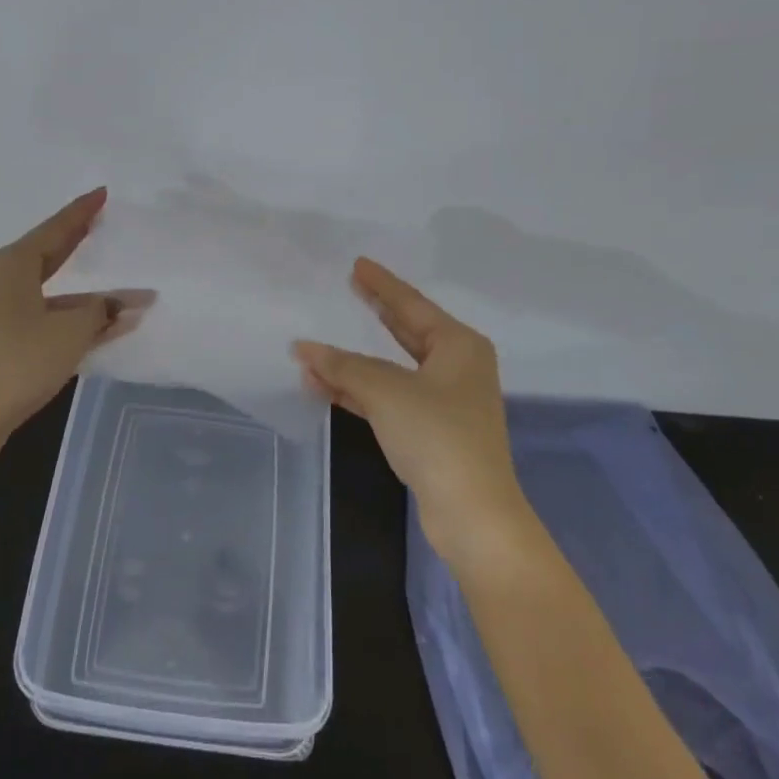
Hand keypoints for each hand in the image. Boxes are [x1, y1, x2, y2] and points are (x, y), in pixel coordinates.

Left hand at [0, 188, 147, 467]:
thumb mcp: (69, 332)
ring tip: (123, 290)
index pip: (56, 228)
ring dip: (86, 295)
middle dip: (78, 240)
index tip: (102, 193)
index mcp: (13, 265)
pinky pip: (45, 317)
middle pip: (50, 253)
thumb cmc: (16, 361)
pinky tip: (101, 326)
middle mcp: (2, 281)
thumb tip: (125, 303)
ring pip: (51, 292)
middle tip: (102, 222)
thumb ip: (102, 311)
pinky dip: (72, 318)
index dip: (82, 211)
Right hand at [293, 258, 527, 564]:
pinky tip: (325, 386)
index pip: (411, 304)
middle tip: (350, 288)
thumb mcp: (387, 392)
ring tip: (317, 347)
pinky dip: (360, 392)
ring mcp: (445, 400)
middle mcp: (456, 366)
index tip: (358, 264)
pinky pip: (389, 397)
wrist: (473, 514)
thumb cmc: (437, 436)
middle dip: (375, 314)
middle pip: (406, 331)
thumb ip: (344, 367)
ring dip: (355, 363)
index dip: (382, 284)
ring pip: (392, 369)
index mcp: (458, 345)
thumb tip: (305, 349)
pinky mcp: (431, 431)